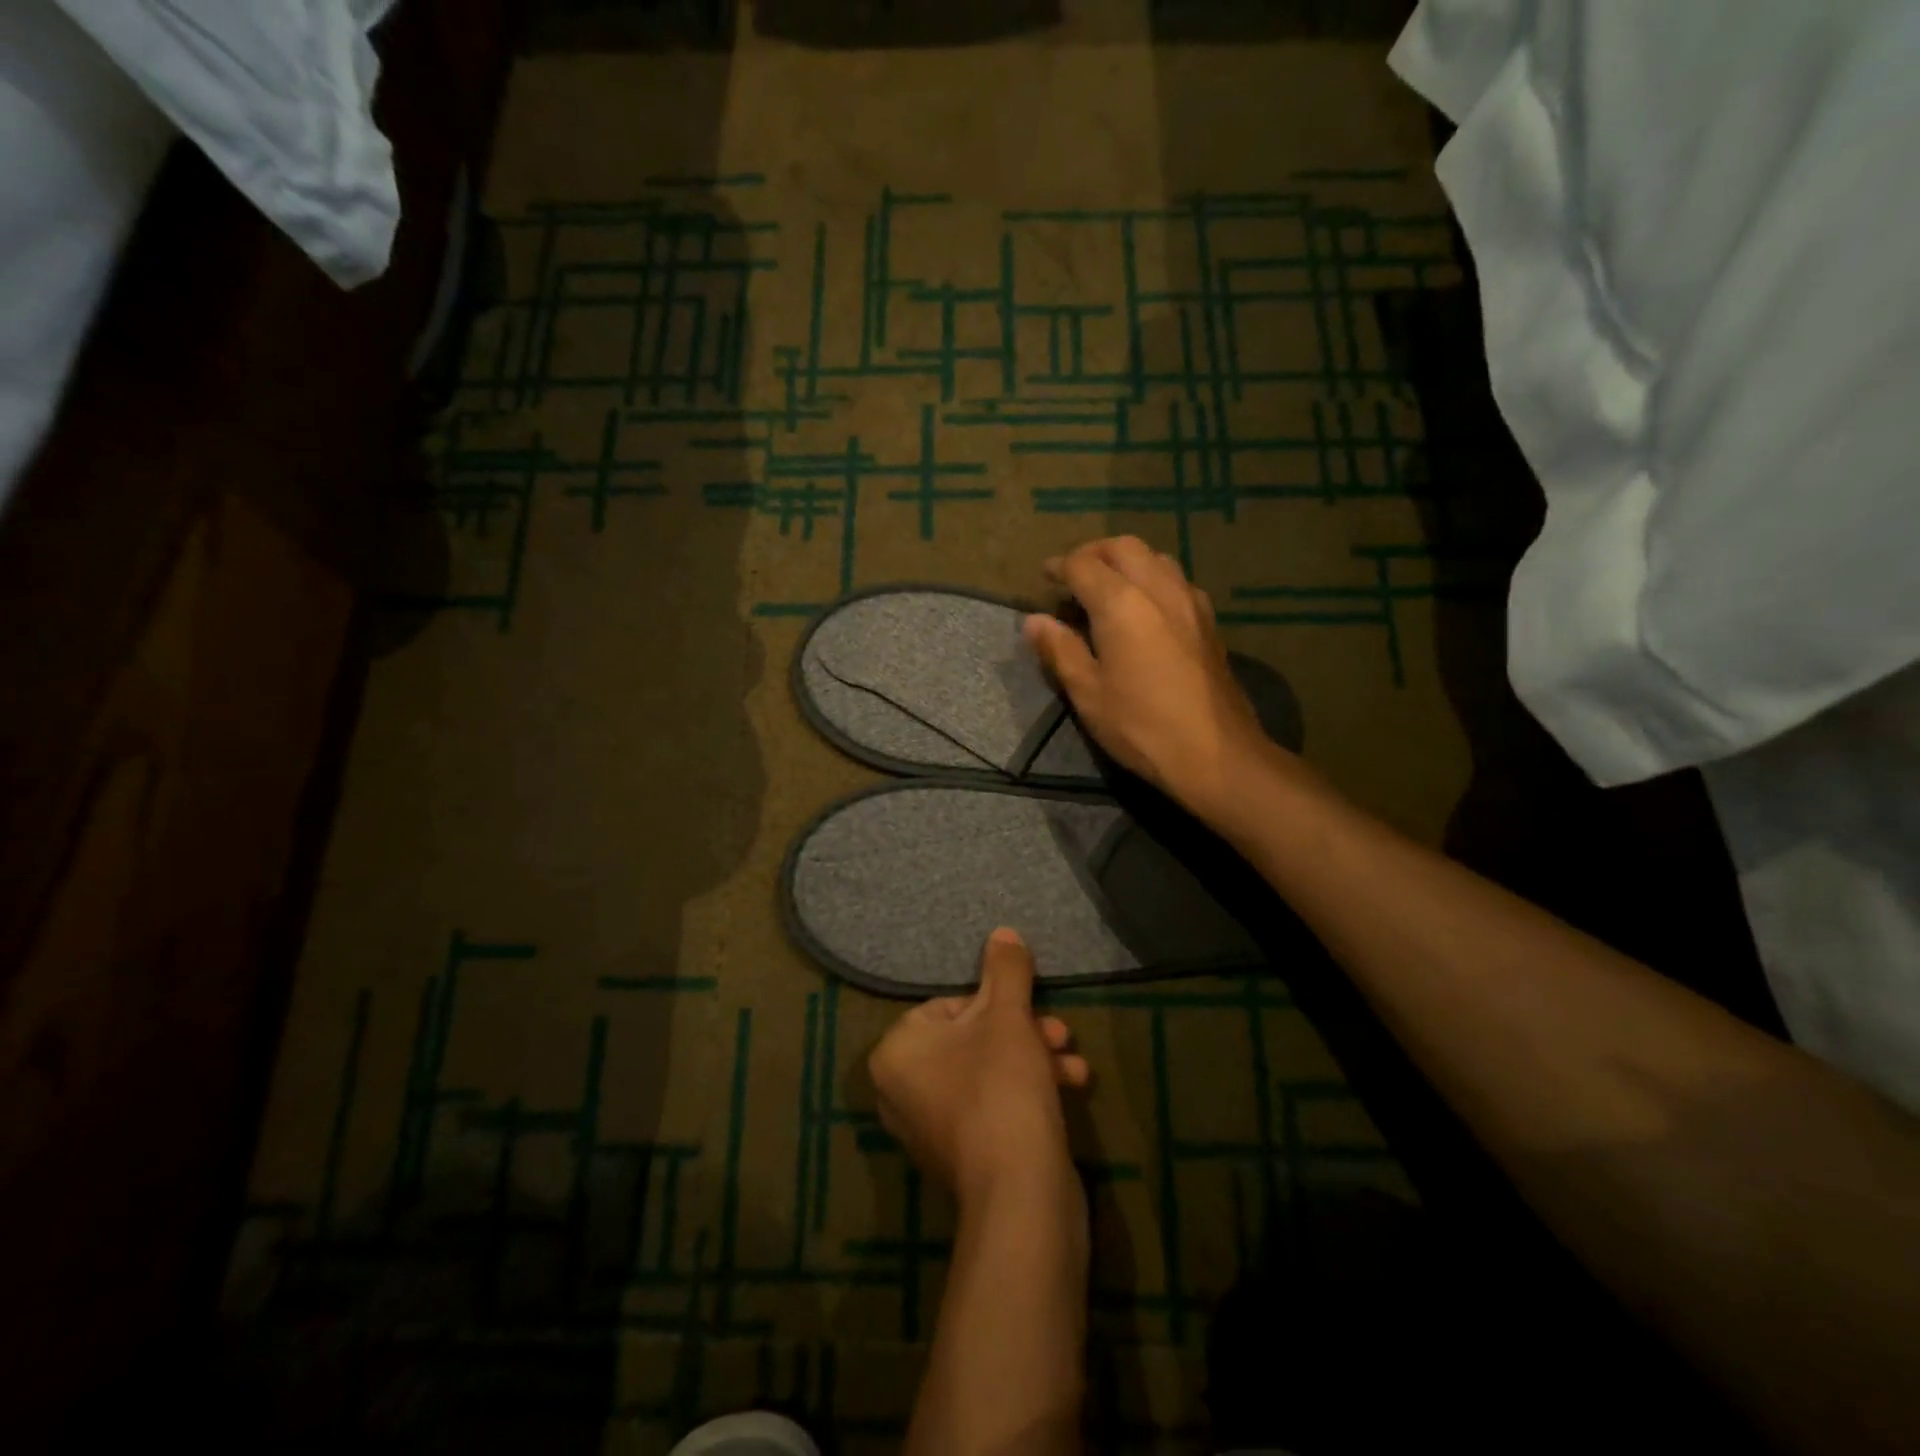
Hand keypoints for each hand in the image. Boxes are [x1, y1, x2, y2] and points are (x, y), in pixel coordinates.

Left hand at [869, 929, 1090, 1207]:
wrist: (1022, 1193)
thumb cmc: (1001, 1085)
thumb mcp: (1007, 1015)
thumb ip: (1005, 970)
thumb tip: (1002, 933)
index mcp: (896, 1054)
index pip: (947, 1006)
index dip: (994, 1004)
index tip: (1027, 1009)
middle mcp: (902, 1092)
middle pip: (972, 1039)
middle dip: (1024, 1032)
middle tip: (1060, 1033)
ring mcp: (931, 1129)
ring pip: (989, 1072)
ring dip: (1036, 1060)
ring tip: (1073, 1065)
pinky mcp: (964, 1157)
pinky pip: (994, 1106)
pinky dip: (1029, 1092)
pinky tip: (1071, 1089)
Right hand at [1024, 537, 1279, 819]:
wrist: (1215, 753)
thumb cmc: (1141, 727)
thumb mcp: (1088, 693)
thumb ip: (1060, 650)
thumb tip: (1034, 621)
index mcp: (1122, 603)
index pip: (1084, 565)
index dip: (1060, 567)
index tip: (1044, 576)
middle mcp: (1159, 589)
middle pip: (1124, 547)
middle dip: (1094, 553)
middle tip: (1074, 575)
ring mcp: (1190, 602)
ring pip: (1156, 558)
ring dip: (1127, 561)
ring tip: (1108, 588)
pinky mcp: (1209, 621)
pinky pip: (1176, 580)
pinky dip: (1153, 578)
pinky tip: (1146, 609)